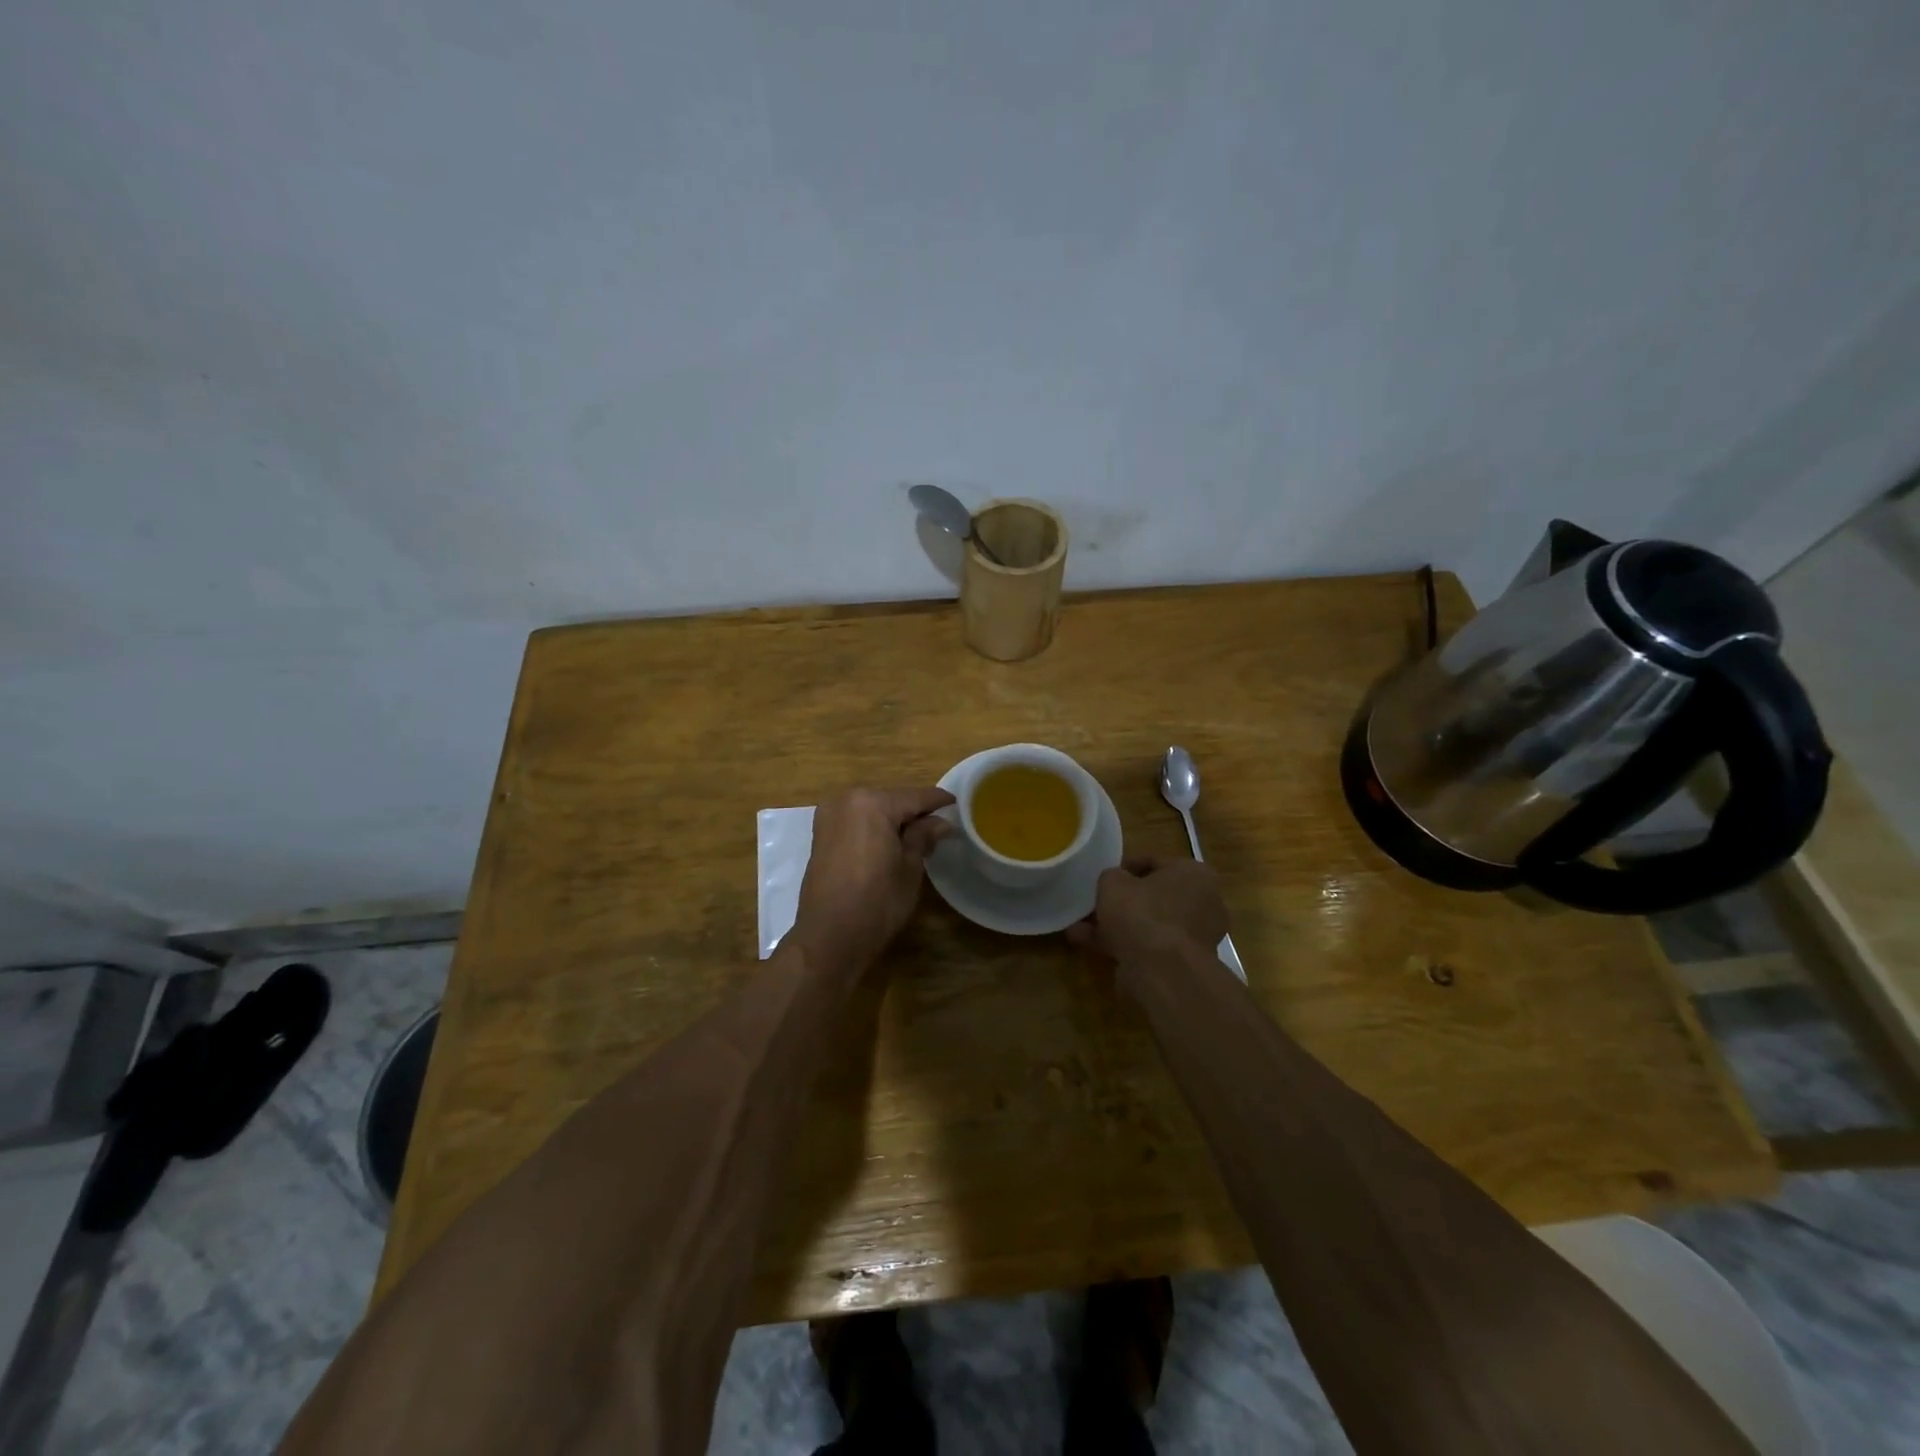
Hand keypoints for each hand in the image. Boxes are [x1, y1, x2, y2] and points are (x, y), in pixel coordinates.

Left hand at [793, 787, 954, 970]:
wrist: (829, 937)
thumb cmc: (877, 901)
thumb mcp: (909, 867)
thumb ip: (923, 836)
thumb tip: (941, 822)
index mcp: (872, 803)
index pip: (914, 796)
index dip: (937, 801)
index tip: (956, 803)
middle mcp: (847, 800)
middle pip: (891, 800)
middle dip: (914, 812)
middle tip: (938, 827)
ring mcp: (829, 815)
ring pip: (872, 809)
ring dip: (892, 819)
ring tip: (917, 837)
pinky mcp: (820, 833)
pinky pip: (855, 821)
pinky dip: (873, 827)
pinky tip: (889, 842)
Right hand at [1066, 857, 1228, 972]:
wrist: (1162, 972)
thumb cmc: (1142, 913)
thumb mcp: (1113, 882)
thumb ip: (1111, 876)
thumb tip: (1115, 884)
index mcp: (1194, 873)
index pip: (1153, 862)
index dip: (1123, 868)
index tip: (1101, 877)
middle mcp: (1204, 902)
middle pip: (1153, 896)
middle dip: (1121, 902)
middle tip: (1093, 904)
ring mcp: (1196, 936)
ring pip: (1149, 924)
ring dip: (1117, 925)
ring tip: (1081, 929)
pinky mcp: (1185, 962)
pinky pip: (1150, 946)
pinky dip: (1125, 945)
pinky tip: (1092, 946)